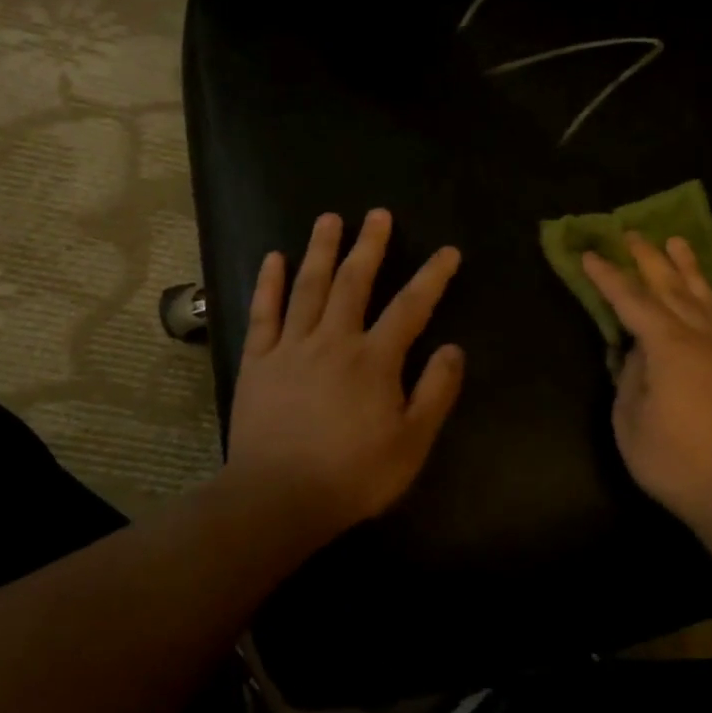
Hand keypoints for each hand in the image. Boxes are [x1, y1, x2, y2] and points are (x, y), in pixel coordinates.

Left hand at [226, 209, 464, 533]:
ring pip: (309, 287)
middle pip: (354, 282)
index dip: (432, 276)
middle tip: (378, 214)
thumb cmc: (352, 475)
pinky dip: (269, 283)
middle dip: (370, 245)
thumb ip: (435, 392)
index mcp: (374, 360)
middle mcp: (334, 340)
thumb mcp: (412, 443)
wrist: (278, 498)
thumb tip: (453, 348)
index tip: (448, 251)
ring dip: (320, 249)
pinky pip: (264, 312)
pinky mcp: (258, 360)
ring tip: (330, 218)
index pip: (410, 307)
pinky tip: (273, 257)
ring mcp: (291, 347)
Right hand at [582, 233, 711, 537]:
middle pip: (672, 290)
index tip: (591, 255)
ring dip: (691, 270)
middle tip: (633, 234)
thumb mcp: (631, 425)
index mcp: (669, 348)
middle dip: (649, 260)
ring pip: (709, 300)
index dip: (609, 278)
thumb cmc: (677, 464)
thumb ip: (631, 380)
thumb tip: (637, 353)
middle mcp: (704, 339)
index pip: (632, 302)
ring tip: (677, 243)